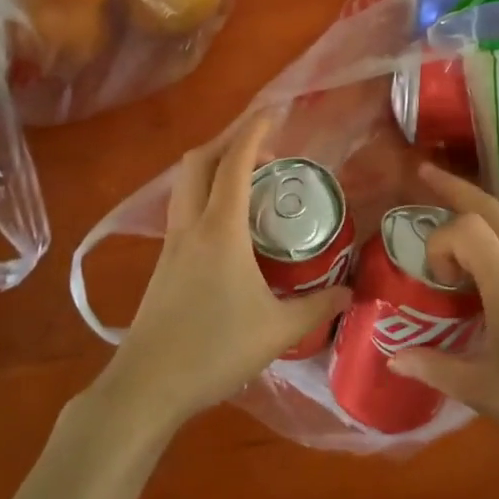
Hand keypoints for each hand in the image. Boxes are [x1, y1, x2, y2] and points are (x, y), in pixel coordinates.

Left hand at [94, 114, 351, 435]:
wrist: (148, 385)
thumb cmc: (214, 351)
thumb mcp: (277, 331)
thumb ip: (317, 306)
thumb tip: (350, 292)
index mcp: (220, 231)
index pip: (234, 164)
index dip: (253, 133)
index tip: (274, 113)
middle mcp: (191, 226)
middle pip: (198, 161)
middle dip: (228, 141)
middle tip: (264, 148)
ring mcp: (172, 244)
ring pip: (186, 184)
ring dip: (213, 167)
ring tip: (249, 180)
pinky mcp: (163, 264)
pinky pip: (184, 209)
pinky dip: (205, 196)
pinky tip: (229, 224)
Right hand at [389, 165, 498, 465]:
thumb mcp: (492, 395)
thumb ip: (439, 370)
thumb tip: (393, 358)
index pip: (467, 228)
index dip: (441, 243)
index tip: (439, 282)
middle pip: (489, 206)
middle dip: (453, 187)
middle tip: (422, 173)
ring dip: (472, 213)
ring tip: (445, 225)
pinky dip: (491, 238)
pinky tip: (481, 270)